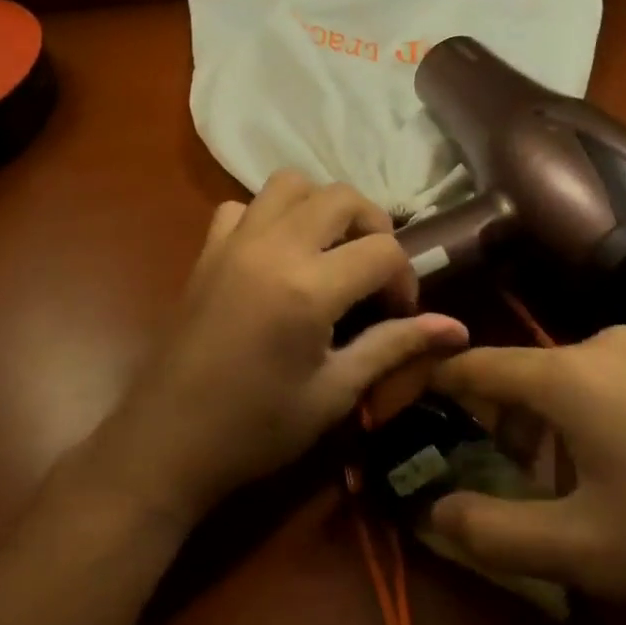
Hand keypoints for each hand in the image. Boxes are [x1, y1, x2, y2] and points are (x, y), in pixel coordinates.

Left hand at [81, 171, 468, 527]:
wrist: (168, 441)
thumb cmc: (256, 429)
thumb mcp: (335, 392)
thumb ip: (394, 347)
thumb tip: (457, 329)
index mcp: (308, 287)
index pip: (383, 249)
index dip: (405, 279)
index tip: (398, 314)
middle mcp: (272, 247)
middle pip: (341, 196)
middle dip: (372, 226)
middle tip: (373, 273)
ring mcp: (234, 242)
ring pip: (290, 183)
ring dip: (321, 206)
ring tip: (330, 251)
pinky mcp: (207, 250)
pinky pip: (243, 206)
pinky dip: (269, 216)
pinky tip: (275, 256)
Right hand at [424, 326, 625, 619]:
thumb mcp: (583, 549)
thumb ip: (492, 532)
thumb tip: (429, 512)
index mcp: (564, 376)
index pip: (471, 364)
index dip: (428, 382)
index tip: (399, 406)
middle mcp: (600, 346)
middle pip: (520, 376)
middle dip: (493, 424)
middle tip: (494, 478)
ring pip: (566, 384)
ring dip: (544, 430)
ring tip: (562, 491)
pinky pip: (610, 387)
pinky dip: (588, 423)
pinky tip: (625, 476)